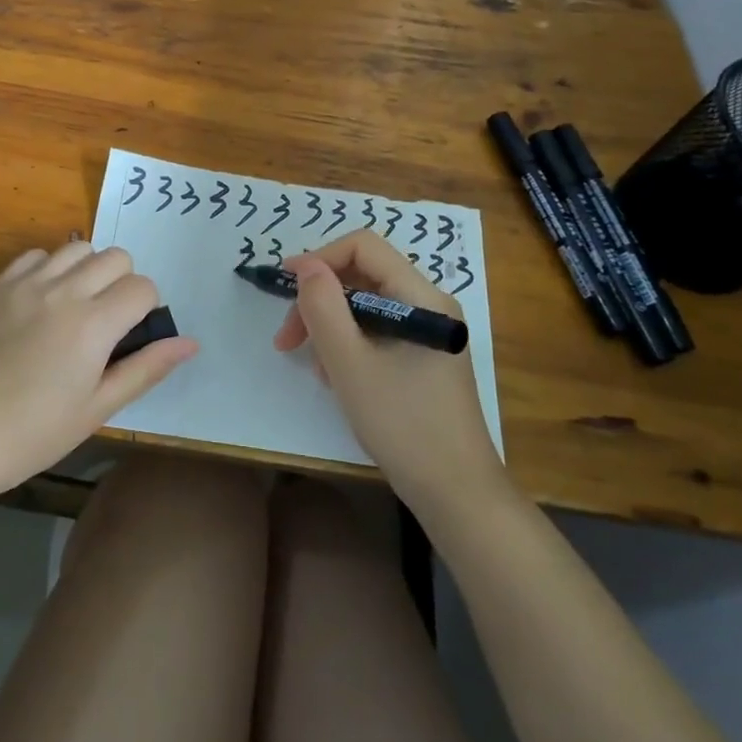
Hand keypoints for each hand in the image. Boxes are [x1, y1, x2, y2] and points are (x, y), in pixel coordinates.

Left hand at [0, 242, 197, 502]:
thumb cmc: (33, 434)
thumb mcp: (97, 408)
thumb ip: (146, 368)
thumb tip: (190, 342)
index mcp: (92, 325)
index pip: (142, 287)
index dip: (146, 309)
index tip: (130, 335)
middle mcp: (63, 292)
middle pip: (116, 257)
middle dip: (123, 283)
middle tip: (107, 322)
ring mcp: (25, 284)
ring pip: (78, 248)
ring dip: (89, 271)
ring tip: (76, 307)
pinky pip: (36, 255)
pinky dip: (50, 268)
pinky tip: (42, 302)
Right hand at [274, 230, 506, 516]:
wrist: (457, 495)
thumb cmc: (403, 425)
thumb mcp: (349, 364)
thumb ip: (323, 308)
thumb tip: (307, 267)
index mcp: (422, 297)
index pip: (364, 247)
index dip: (320, 256)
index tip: (284, 285)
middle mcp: (430, 305)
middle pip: (364, 276)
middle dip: (320, 299)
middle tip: (287, 338)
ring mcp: (430, 333)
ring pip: (368, 305)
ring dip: (331, 325)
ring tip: (312, 364)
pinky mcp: (425, 358)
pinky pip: (379, 331)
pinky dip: (350, 343)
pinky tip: (335, 375)